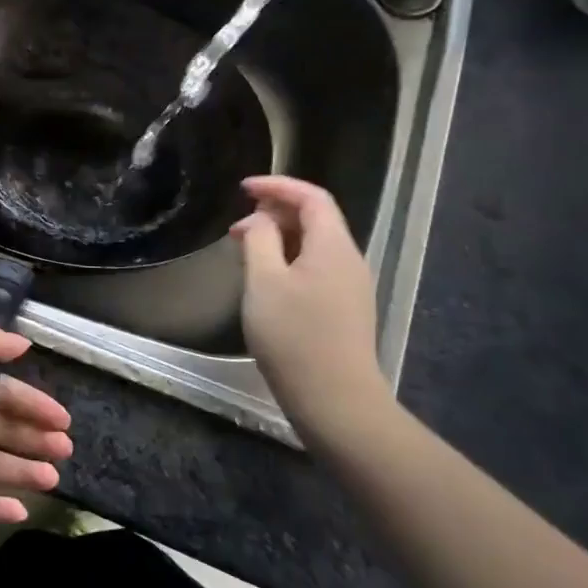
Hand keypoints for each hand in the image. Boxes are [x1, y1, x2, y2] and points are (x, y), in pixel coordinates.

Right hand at [231, 176, 392, 447]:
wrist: (336, 401)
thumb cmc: (294, 336)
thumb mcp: (264, 282)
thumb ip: (260, 240)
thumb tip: (261, 220)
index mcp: (333, 246)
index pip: (312, 197)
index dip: (277, 186)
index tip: (242, 189)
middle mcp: (349, 260)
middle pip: (315, 218)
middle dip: (274, 212)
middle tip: (237, 228)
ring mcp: (350, 286)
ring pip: (314, 244)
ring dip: (279, 238)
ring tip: (245, 252)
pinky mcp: (345, 309)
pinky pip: (316, 267)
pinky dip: (289, 259)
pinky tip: (266, 280)